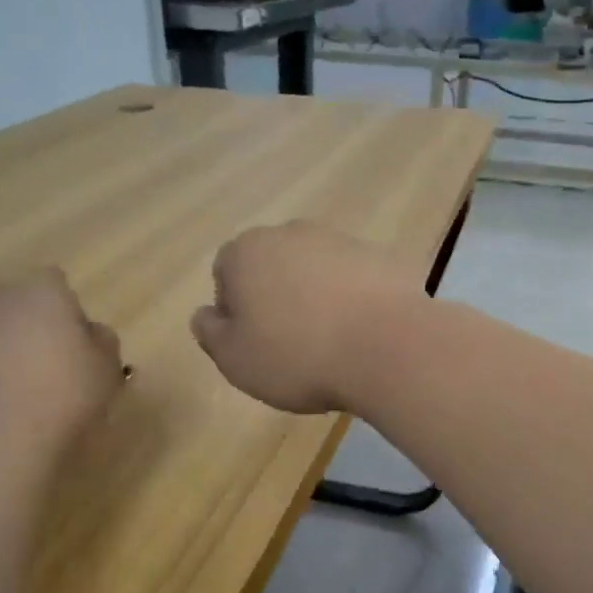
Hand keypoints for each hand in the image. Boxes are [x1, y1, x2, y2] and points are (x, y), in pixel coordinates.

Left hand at [0, 271, 123, 446]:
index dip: (69, 311)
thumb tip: (93, 333)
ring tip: (22, 392)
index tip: (78, 344)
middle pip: (20, 303)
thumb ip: (104, 343)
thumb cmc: (62, 394)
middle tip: (52, 366)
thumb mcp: (107, 371)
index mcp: (42, 291)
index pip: (57, 283)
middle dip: (33, 326)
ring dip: (5, 351)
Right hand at [191, 222, 418, 413]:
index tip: (253, 343)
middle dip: (276, 298)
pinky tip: (362, 335)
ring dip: (315, 298)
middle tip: (290, 344)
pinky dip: (353, 301)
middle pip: (272, 266)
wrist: (387, 347)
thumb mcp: (235, 359)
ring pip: (314, 271)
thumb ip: (211, 333)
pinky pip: (354, 281)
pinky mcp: (381, 256)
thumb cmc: (297, 355)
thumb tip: (205, 314)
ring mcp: (341, 240)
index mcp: (247, 252)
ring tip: (330, 343)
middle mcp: (292, 233)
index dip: (234, 310)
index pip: (225, 273)